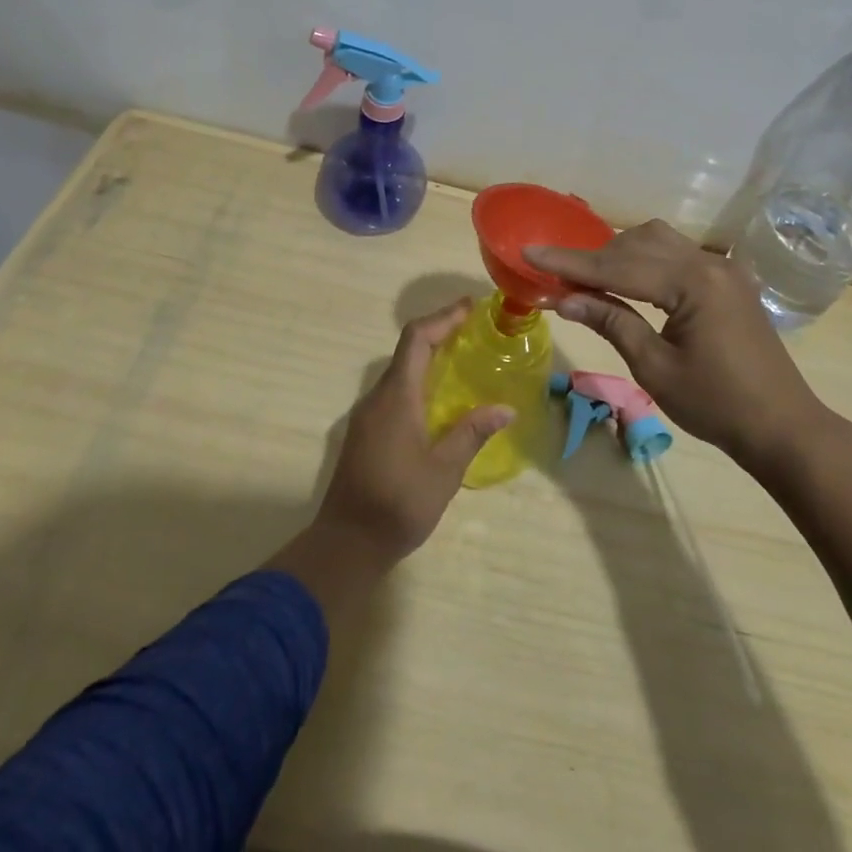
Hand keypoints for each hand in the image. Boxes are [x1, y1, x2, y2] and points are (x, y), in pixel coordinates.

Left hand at [312, 299, 513, 565]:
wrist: (345, 544)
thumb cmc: (397, 504)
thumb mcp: (444, 471)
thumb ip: (472, 433)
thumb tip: (506, 408)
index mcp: (396, 397)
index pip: (416, 339)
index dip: (442, 318)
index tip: (469, 307)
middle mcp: (377, 397)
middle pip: (407, 350)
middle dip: (439, 332)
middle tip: (474, 330)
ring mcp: (368, 415)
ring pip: (399, 371)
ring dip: (428, 357)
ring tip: (462, 359)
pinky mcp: (366, 432)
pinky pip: (394, 391)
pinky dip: (419, 380)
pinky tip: (440, 399)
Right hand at [526, 221, 828, 471]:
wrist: (783, 427)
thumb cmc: (717, 406)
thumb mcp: (655, 368)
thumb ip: (611, 322)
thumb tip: (563, 298)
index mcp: (694, 283)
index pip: (619, 265)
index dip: (571, 261)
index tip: (530, 252)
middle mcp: (710, 262)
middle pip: (639, 243)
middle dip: (595, 257)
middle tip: (558, 277)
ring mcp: (724, 267)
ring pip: (660, 241)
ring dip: (621, 254)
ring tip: (590, 279)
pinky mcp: (729, 279)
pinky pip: (679, 254)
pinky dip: (648, 260)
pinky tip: (630, 280)